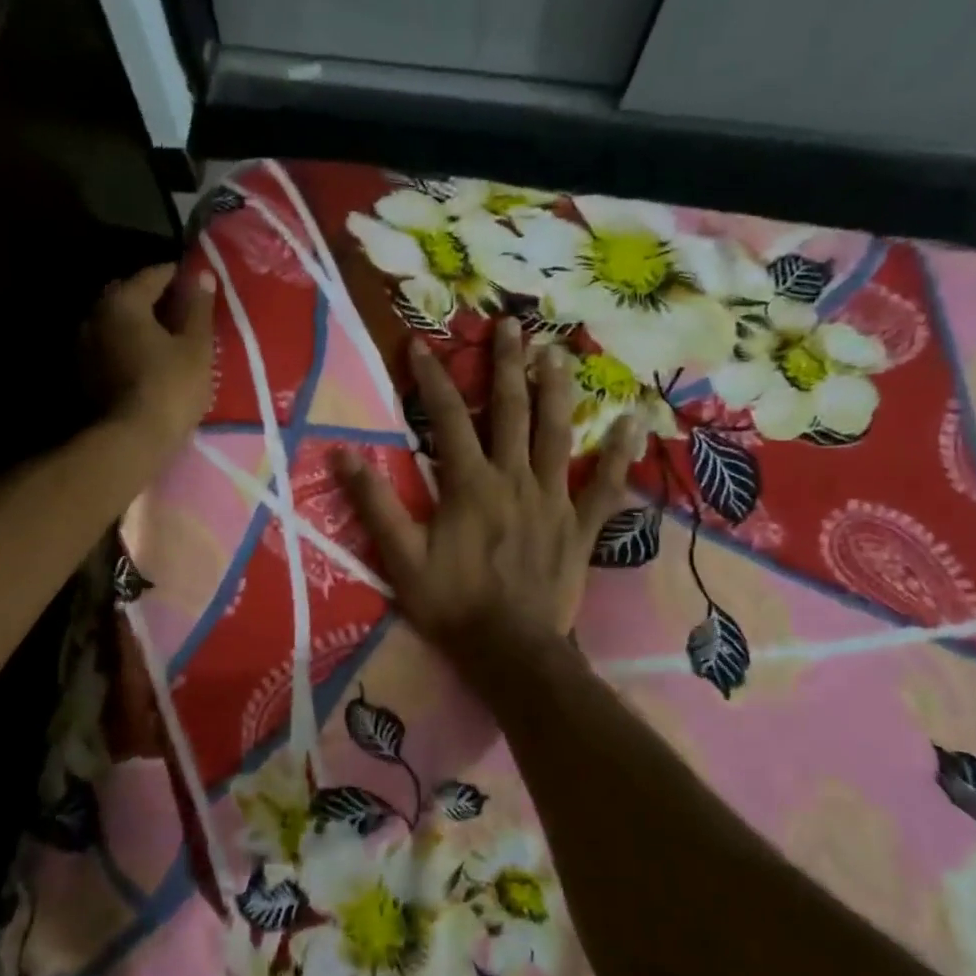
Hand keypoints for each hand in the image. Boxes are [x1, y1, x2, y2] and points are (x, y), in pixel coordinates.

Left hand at [87, 262, 216, 462]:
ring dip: (142, 325)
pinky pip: (112, 347)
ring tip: (170, 339)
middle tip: (186, 313)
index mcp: (123, 300)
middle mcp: (96, 314)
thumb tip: (203, 274)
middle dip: (157, 300)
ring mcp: (85, 345)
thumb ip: (199, 307)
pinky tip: (150, 360)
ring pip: (119, 323)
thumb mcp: (196, 346)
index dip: (180, 277)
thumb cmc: (171, 386)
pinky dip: (130, 346)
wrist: (133, 439)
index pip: (155, 275)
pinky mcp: (85, 373)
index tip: (200, 285)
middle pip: (131, 296)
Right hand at [334, 319, 641, 655]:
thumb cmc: (451, 605)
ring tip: (557, 352)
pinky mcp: (579, 526)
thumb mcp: (400, 558)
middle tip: (510, 325)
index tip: (420, 343)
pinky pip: (603, 486)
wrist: (509, 650)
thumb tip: (343, 453)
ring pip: (556, 433)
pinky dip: (617, 456)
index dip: (432, 378)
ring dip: (556, 390)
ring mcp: (552, 499)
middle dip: (506, 365)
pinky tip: (632, 424)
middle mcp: (513, 478)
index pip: (445, 418)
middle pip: (510, 410)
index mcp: (469, 484)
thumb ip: (374, 504)